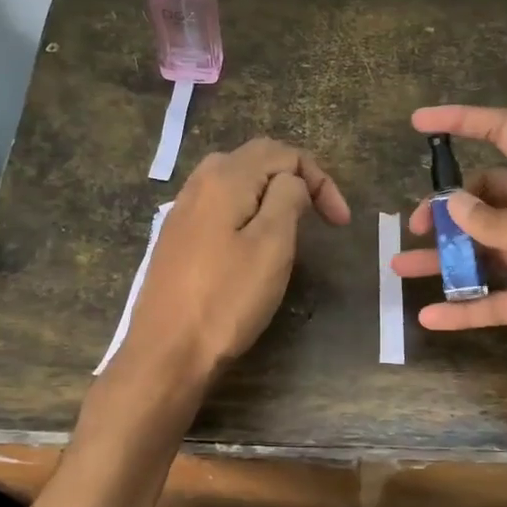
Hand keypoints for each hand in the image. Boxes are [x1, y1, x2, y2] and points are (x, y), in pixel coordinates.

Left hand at [125, 137, 350, 381]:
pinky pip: (219, 205)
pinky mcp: (176, 237)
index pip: (282, 153)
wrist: (166, 352)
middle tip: (320, 216)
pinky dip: (246, 211)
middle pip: (256, 160)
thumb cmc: (226, 300)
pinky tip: (252, 240)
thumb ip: (288, 198)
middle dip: (295, 180)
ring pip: (236, 182)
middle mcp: (198, 183)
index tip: (340, 223)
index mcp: (225, 178)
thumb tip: (291, 182)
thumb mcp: (272, 245)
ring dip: (270, 194)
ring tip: (293, 225)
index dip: (319, 180)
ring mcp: (182, 210)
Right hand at [393, 105, 506, 410]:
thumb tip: (454, 205)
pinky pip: (498, 299)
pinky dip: (466, 307)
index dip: (465, 121)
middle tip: (419, 226)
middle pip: (489, 197)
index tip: (419, 121)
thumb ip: (503, 220)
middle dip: (450, 207)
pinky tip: (430, 316)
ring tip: (402, 265)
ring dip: (446, 258)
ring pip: (485, 250)